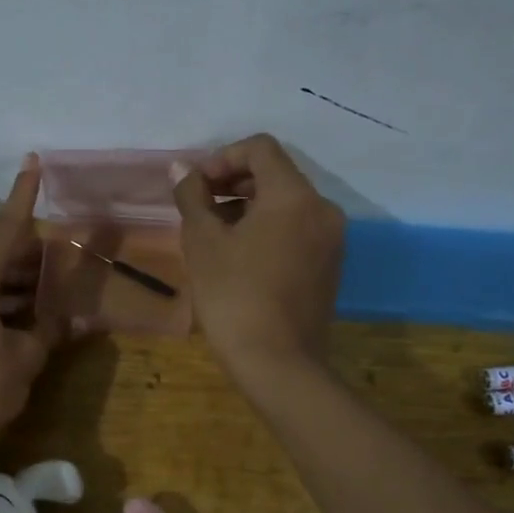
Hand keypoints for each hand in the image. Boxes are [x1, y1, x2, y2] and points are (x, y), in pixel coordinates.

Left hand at [0, 155, 65, 452]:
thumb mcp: (26, 356)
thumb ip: (51, 329)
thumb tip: (81, 320)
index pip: (5, 230)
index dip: (22, 196)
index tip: (33, 163)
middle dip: (31, 252)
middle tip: (64, 250)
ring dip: (20, 279)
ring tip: (54, 282)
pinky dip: (5, 298)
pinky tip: (32, 311)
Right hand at [171, 134, 343, 389]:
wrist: (278, 363)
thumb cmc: (234, 295)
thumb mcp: (203, 242)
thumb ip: (192, 196)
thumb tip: (182, 169)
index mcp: (294, 195)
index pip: (260, 148)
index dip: (222, 157)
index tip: (196, 186)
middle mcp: (322, 209)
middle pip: (275, 175)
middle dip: (233, 183)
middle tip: (199, 208)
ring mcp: (331, 240)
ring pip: (286, 204)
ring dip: (248, 207)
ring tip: (214, 235)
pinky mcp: (329, 266)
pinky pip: (296, 230)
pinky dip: (267, 230)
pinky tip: (239, 257)